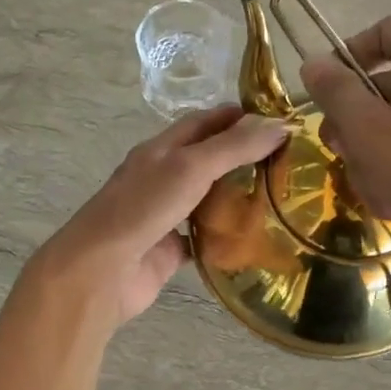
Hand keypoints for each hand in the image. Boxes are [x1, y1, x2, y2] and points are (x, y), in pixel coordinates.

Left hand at [24, 106, 288, 328]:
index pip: (203, 122)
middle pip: (208, 159)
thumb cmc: (142, 209)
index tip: (279, 120)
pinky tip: (258, 238)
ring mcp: (165, 215)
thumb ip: (234, 147)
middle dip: (243, 156)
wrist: (100, 273)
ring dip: (238, 196)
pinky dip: (228, 238)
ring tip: (282, 195)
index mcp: (161, 150)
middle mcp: (162, 178)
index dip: (238, 117)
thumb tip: (282, 124)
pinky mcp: (170, 250)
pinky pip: (205, 239)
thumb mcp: (191, 167)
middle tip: (290, 159)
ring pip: (208, 199)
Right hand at [299, 16, 390, 289]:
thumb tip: (311, 63)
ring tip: (379, 193)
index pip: (380, 33)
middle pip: (380, 88)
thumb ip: (337, 95)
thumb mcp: (373, 134)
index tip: (321, 99)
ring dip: (372, 162)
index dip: (345, 60)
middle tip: (342, 156)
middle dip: (354, 128)